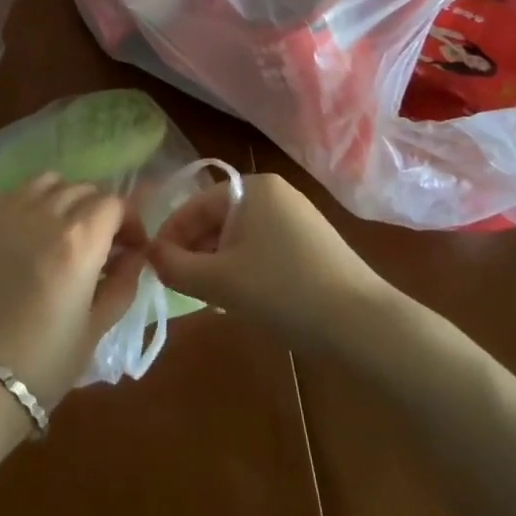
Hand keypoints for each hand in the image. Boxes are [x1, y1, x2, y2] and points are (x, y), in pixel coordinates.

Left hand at [0, 173, 144, 410]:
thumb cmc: (44, 362)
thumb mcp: (95, 328)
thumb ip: (122, 284)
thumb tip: (136, 256)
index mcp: (80, 240)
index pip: (114, 204)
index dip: (129, 222)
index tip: (131, 247)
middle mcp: (48, 214)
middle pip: (85, 190)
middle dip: (101, 212)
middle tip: (102, 244)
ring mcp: (12, 212)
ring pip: (52, 182)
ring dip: (67, 198)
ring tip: (66, 229)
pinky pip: (19, 190)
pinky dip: (35, 198)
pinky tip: (34, 228)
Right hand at [148, 171, 388, 350]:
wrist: (364, 326)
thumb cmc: (284, 291)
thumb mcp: (220, 282)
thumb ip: (176, 266)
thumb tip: (151, 255)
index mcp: (253, 188)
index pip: (196, 203)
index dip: (170, 234)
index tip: (154, 264)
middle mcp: (276, 194)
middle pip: (218, 218)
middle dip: (194, 250)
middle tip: (179, 284)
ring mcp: (299, 219)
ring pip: (240, 237)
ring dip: (218, 263)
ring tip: (207, 296)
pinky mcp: (314, 246)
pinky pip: (264, 249)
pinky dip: (245, 269)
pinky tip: (244, 299)